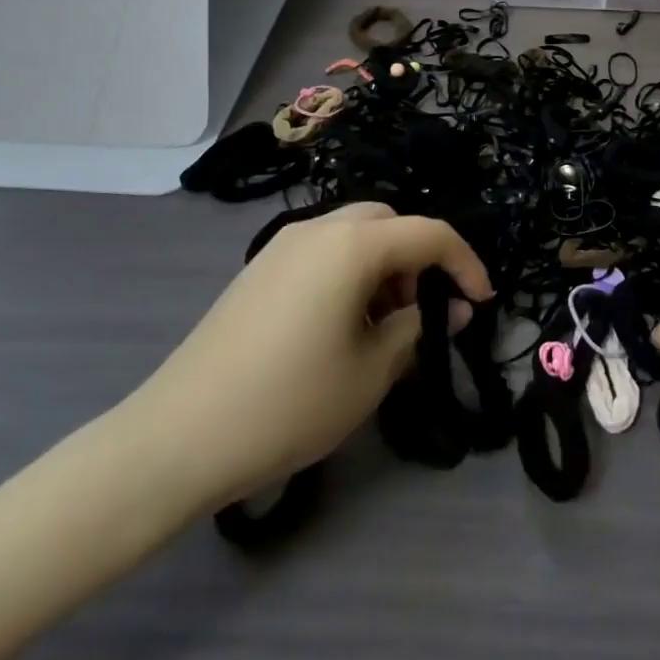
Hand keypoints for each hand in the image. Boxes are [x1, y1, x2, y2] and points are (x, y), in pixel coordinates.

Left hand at [121, 204, 492, 513]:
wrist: (177, 437)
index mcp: (351, 245)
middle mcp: (317, 229)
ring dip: (384, 266)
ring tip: (384, 327)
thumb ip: (419, 330)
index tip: (482, 302)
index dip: (465, 263)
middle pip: (388, 222)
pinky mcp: (259, 270)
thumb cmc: (289, 402)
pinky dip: (350, 273)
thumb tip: (452, 309)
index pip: (429, 233)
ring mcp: (282, 246)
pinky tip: (342, 326)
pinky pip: (322, 252)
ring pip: (354, 235)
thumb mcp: (370, 373)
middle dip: (418, 258)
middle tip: (424, 313)